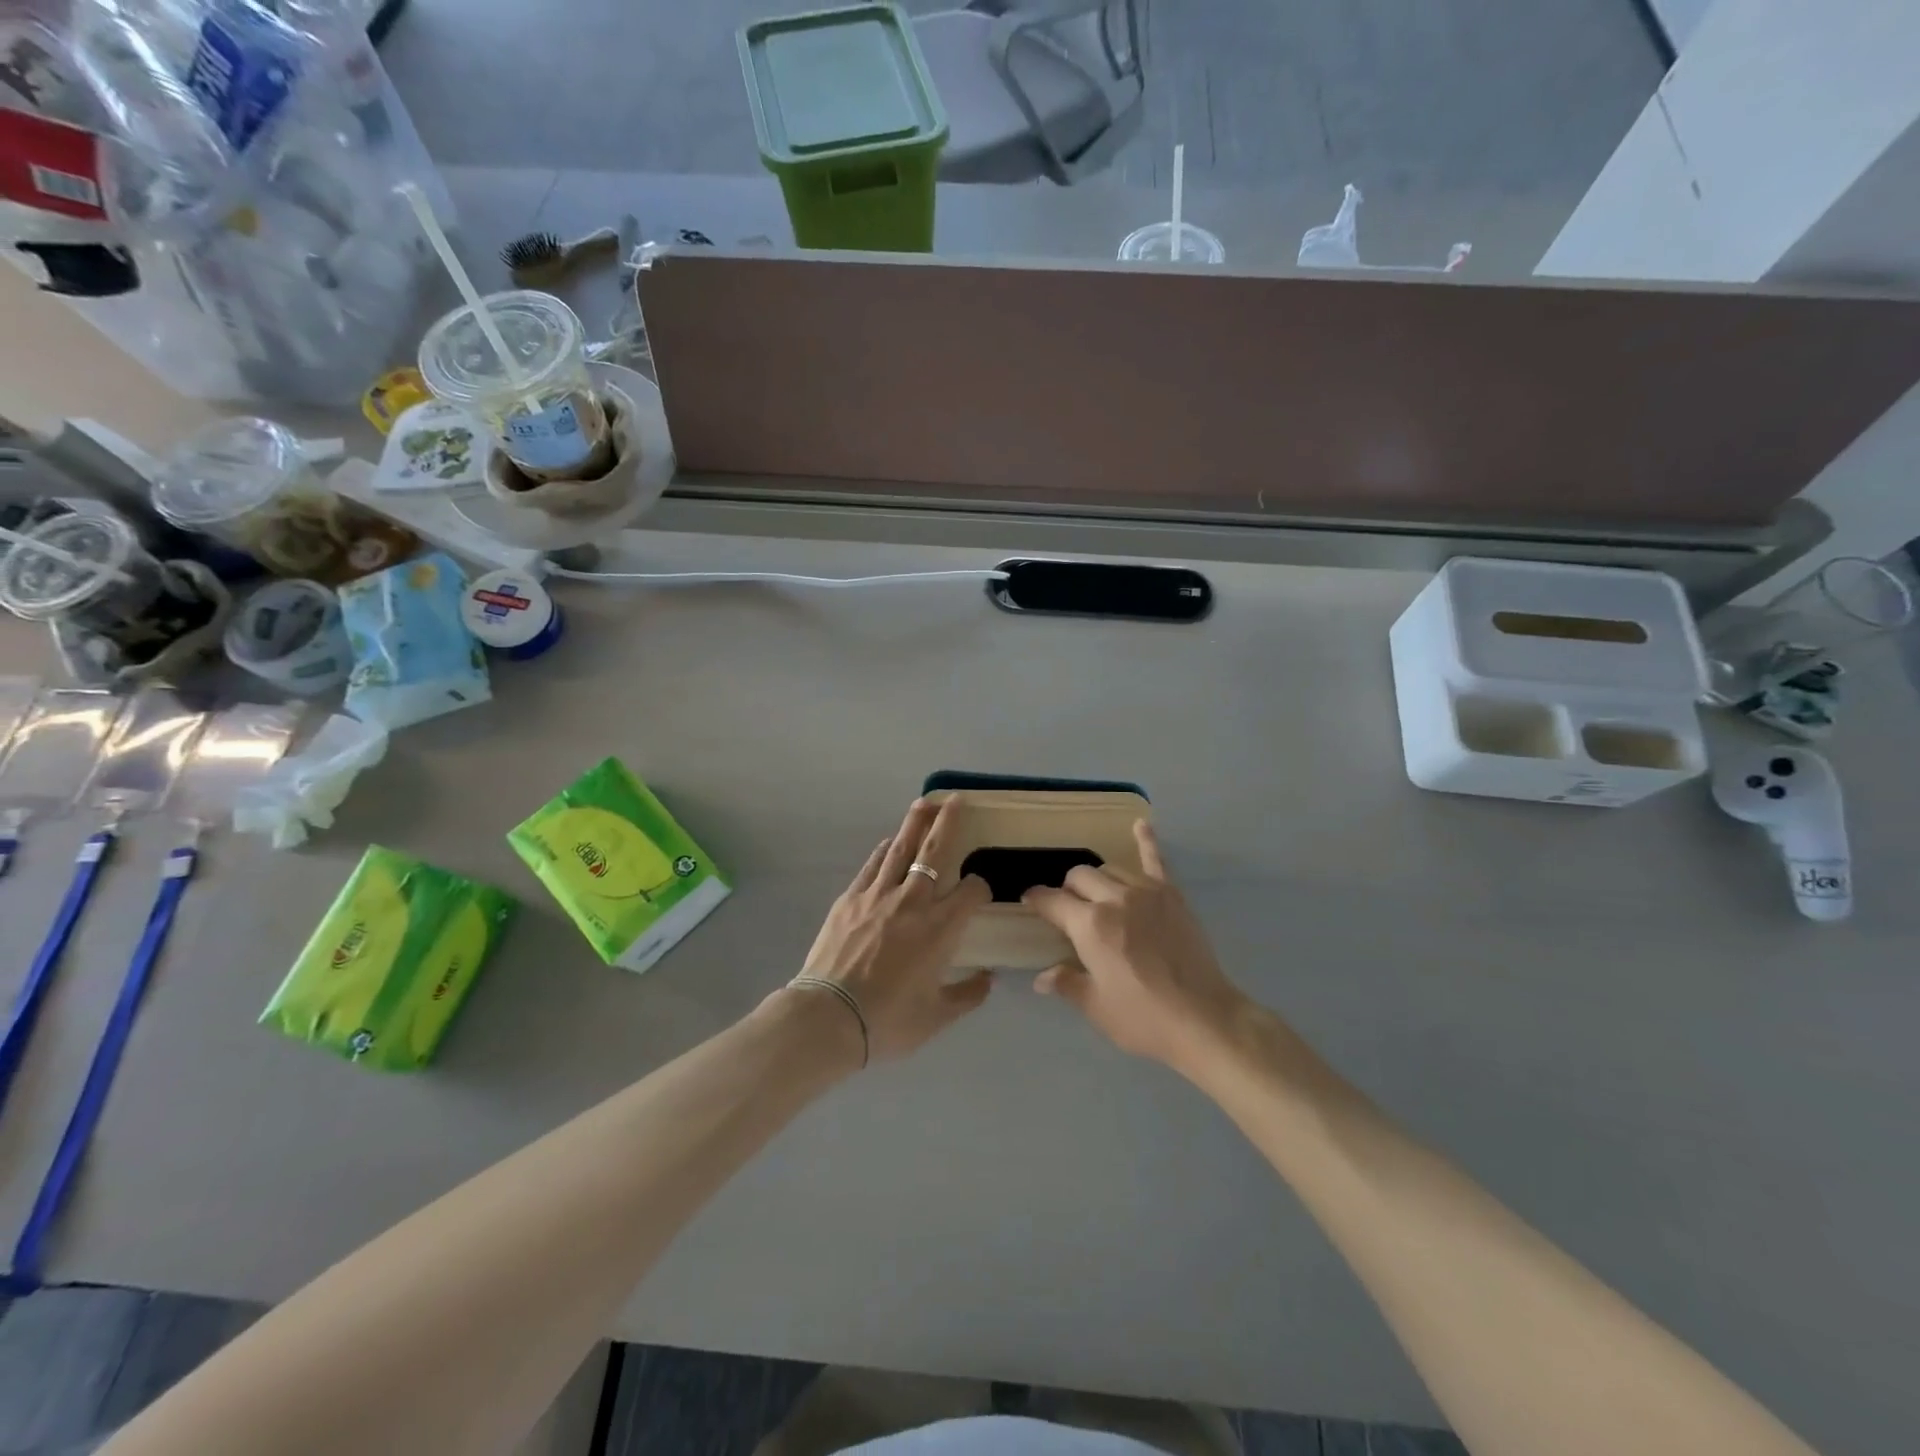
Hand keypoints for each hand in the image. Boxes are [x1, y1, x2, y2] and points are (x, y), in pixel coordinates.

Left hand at [789, 798, 993, 1063]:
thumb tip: (988, 979)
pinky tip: (889, 842)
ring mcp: (879, 895)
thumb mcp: (937, 1017)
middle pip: (935, 852)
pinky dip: (884, 850)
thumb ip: (968, 995)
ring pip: (901, 848)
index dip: (981, 887)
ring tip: (924, 804)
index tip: (980, 893)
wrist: (829, 1017)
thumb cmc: (889, 1020)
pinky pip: (872, 865)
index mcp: (941, 928)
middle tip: (955, 800)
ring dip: (915, 824)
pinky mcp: (851, 898)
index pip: (972, 891)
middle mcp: (913, 901)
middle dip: (949, 823)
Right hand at [1023, 821, 1247, 1073]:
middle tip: (1069, 912)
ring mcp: (1146, 892)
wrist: (1204, 1019)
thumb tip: (1041, 977)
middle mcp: (1114, 899)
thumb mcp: (1096, 1007)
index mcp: (1089, 925)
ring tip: (1098, 896)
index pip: (1052, 901)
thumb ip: (1066, 983)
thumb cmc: (1143, 1018)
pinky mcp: (1172, 895)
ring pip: (1110, 869)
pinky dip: (1147, 840)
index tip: (1029, 902)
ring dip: (1098, 879)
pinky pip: (1156, 860)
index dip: (1036, 900)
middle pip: (1079, 878)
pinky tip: (1141, 824)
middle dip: (1067, 890)